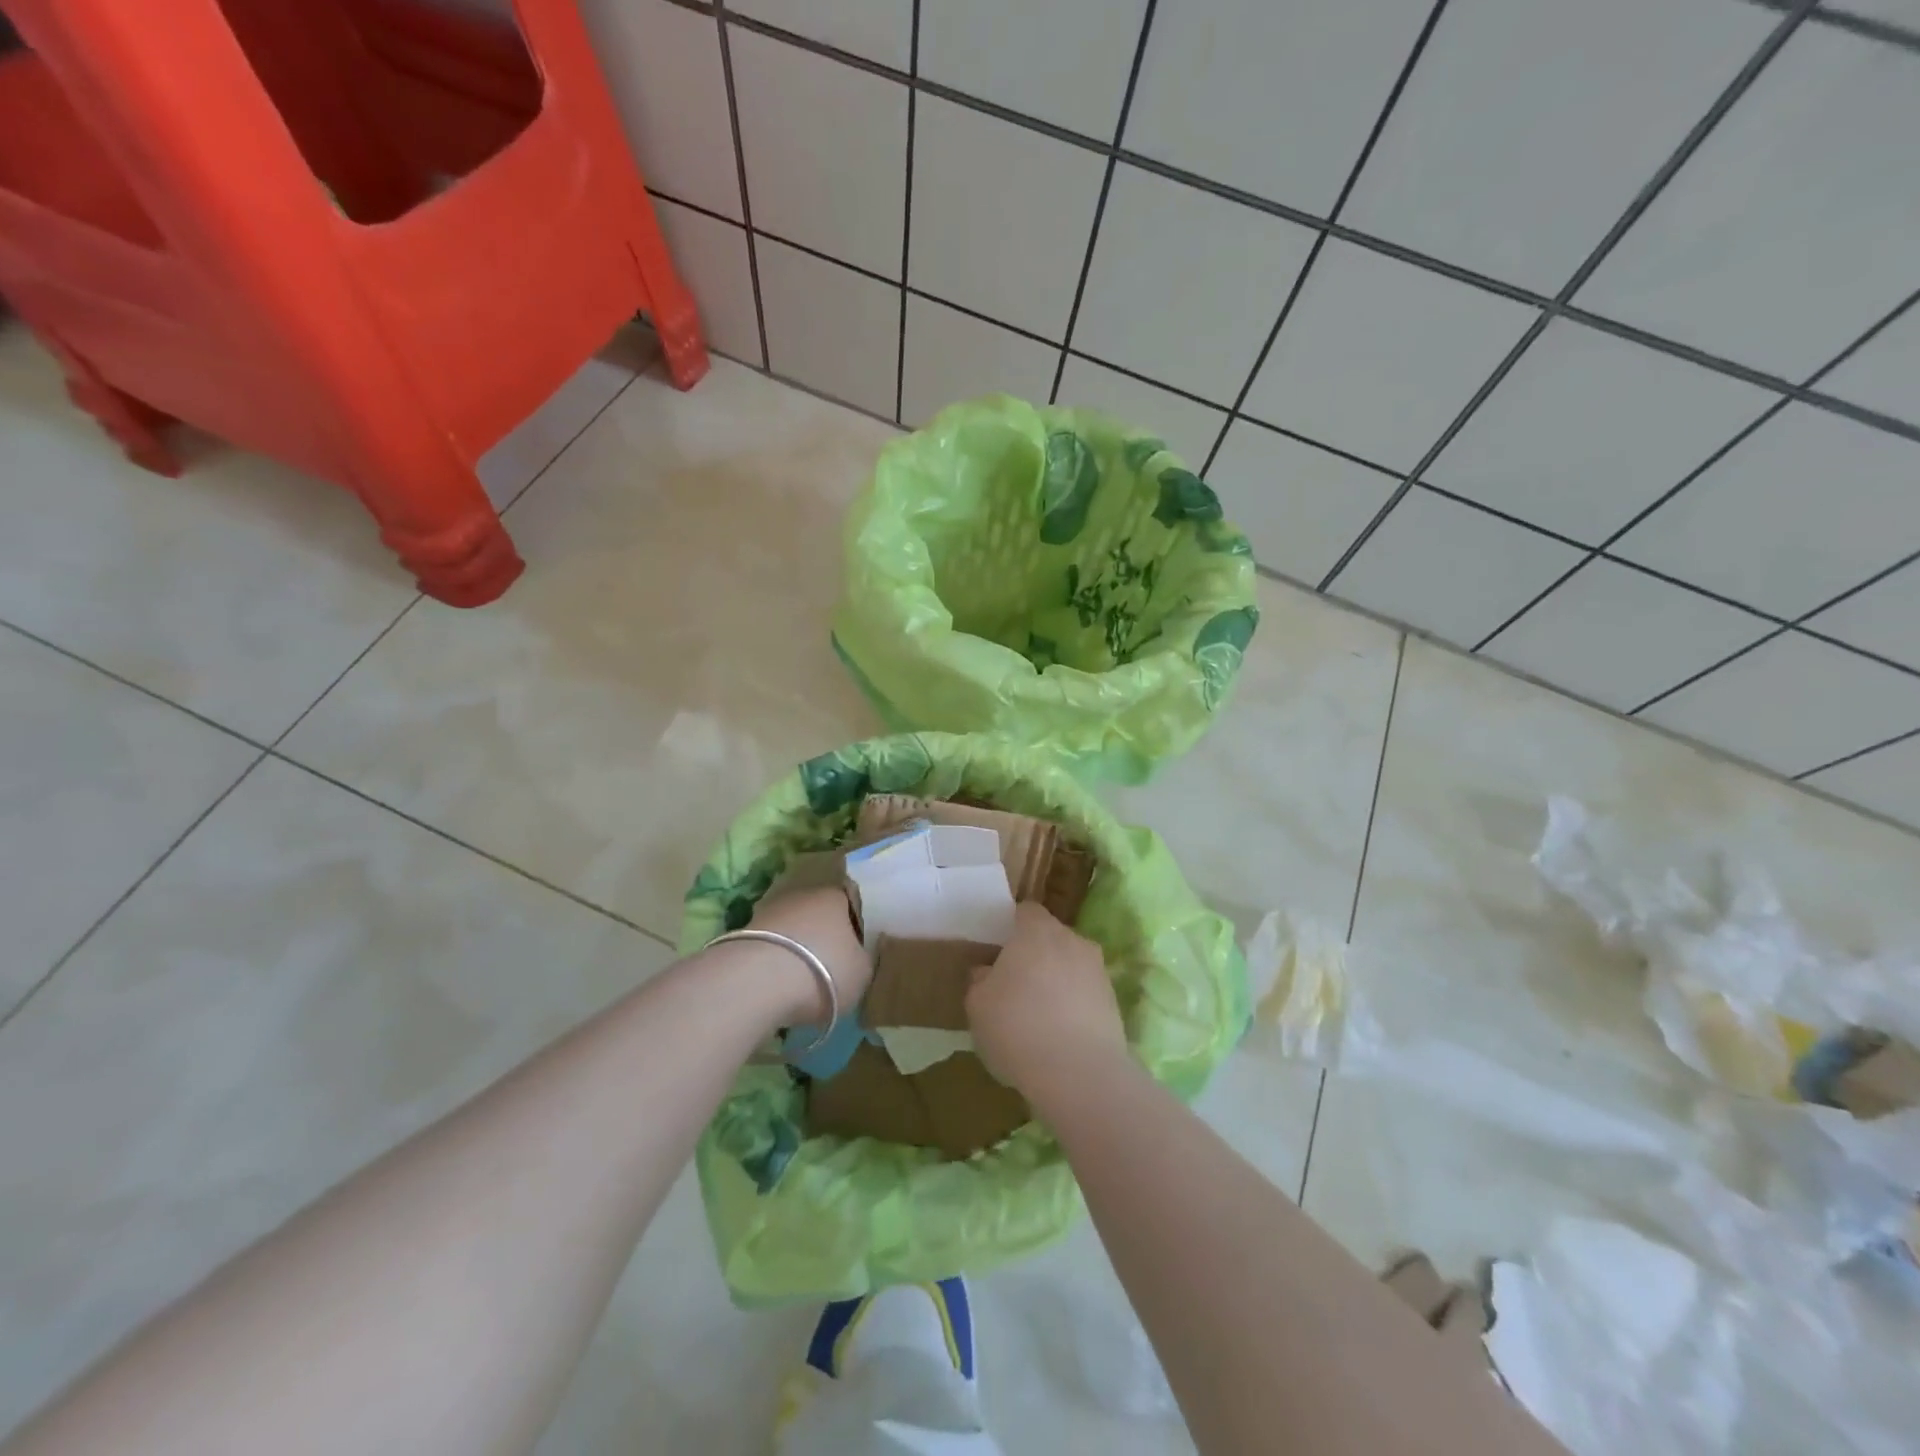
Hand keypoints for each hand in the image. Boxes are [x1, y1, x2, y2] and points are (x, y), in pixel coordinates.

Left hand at [747, 887, 870, 1022]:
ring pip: (791, 927)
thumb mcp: (862, 972)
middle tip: (829, 963)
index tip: (856, 947)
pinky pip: (769, 945)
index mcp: (836, 896)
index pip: (851, 902)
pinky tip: (777, 982)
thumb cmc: (823, 971)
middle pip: (817, 913)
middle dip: (822, 934)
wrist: (758, 982)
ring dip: (796, 947)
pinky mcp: (742, 931)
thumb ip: (864, 959)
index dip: (855, 924)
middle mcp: (802, 894)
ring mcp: (769, 910)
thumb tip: (858, 955)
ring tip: (801, 978)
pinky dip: (774, 960)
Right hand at [967, 901, 1128, 1099]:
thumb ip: (980, 980)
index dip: (1011, 926)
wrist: (1079, 1073)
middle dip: (1035, 954)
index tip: (998, 950)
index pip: (1025, 911)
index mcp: (1037, 931)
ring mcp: (1098, 970)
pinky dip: (1073, 1005)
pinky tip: (1058, 1034)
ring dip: (1056, 980)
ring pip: (1071, 965)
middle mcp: (1072, 940)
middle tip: (1014, 984)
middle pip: (1051, 937)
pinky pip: (1085, 993)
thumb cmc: (1018, 1027)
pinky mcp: (1114, 1001)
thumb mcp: (978, 1005)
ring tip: (1037, 1014)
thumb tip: (987, 972)